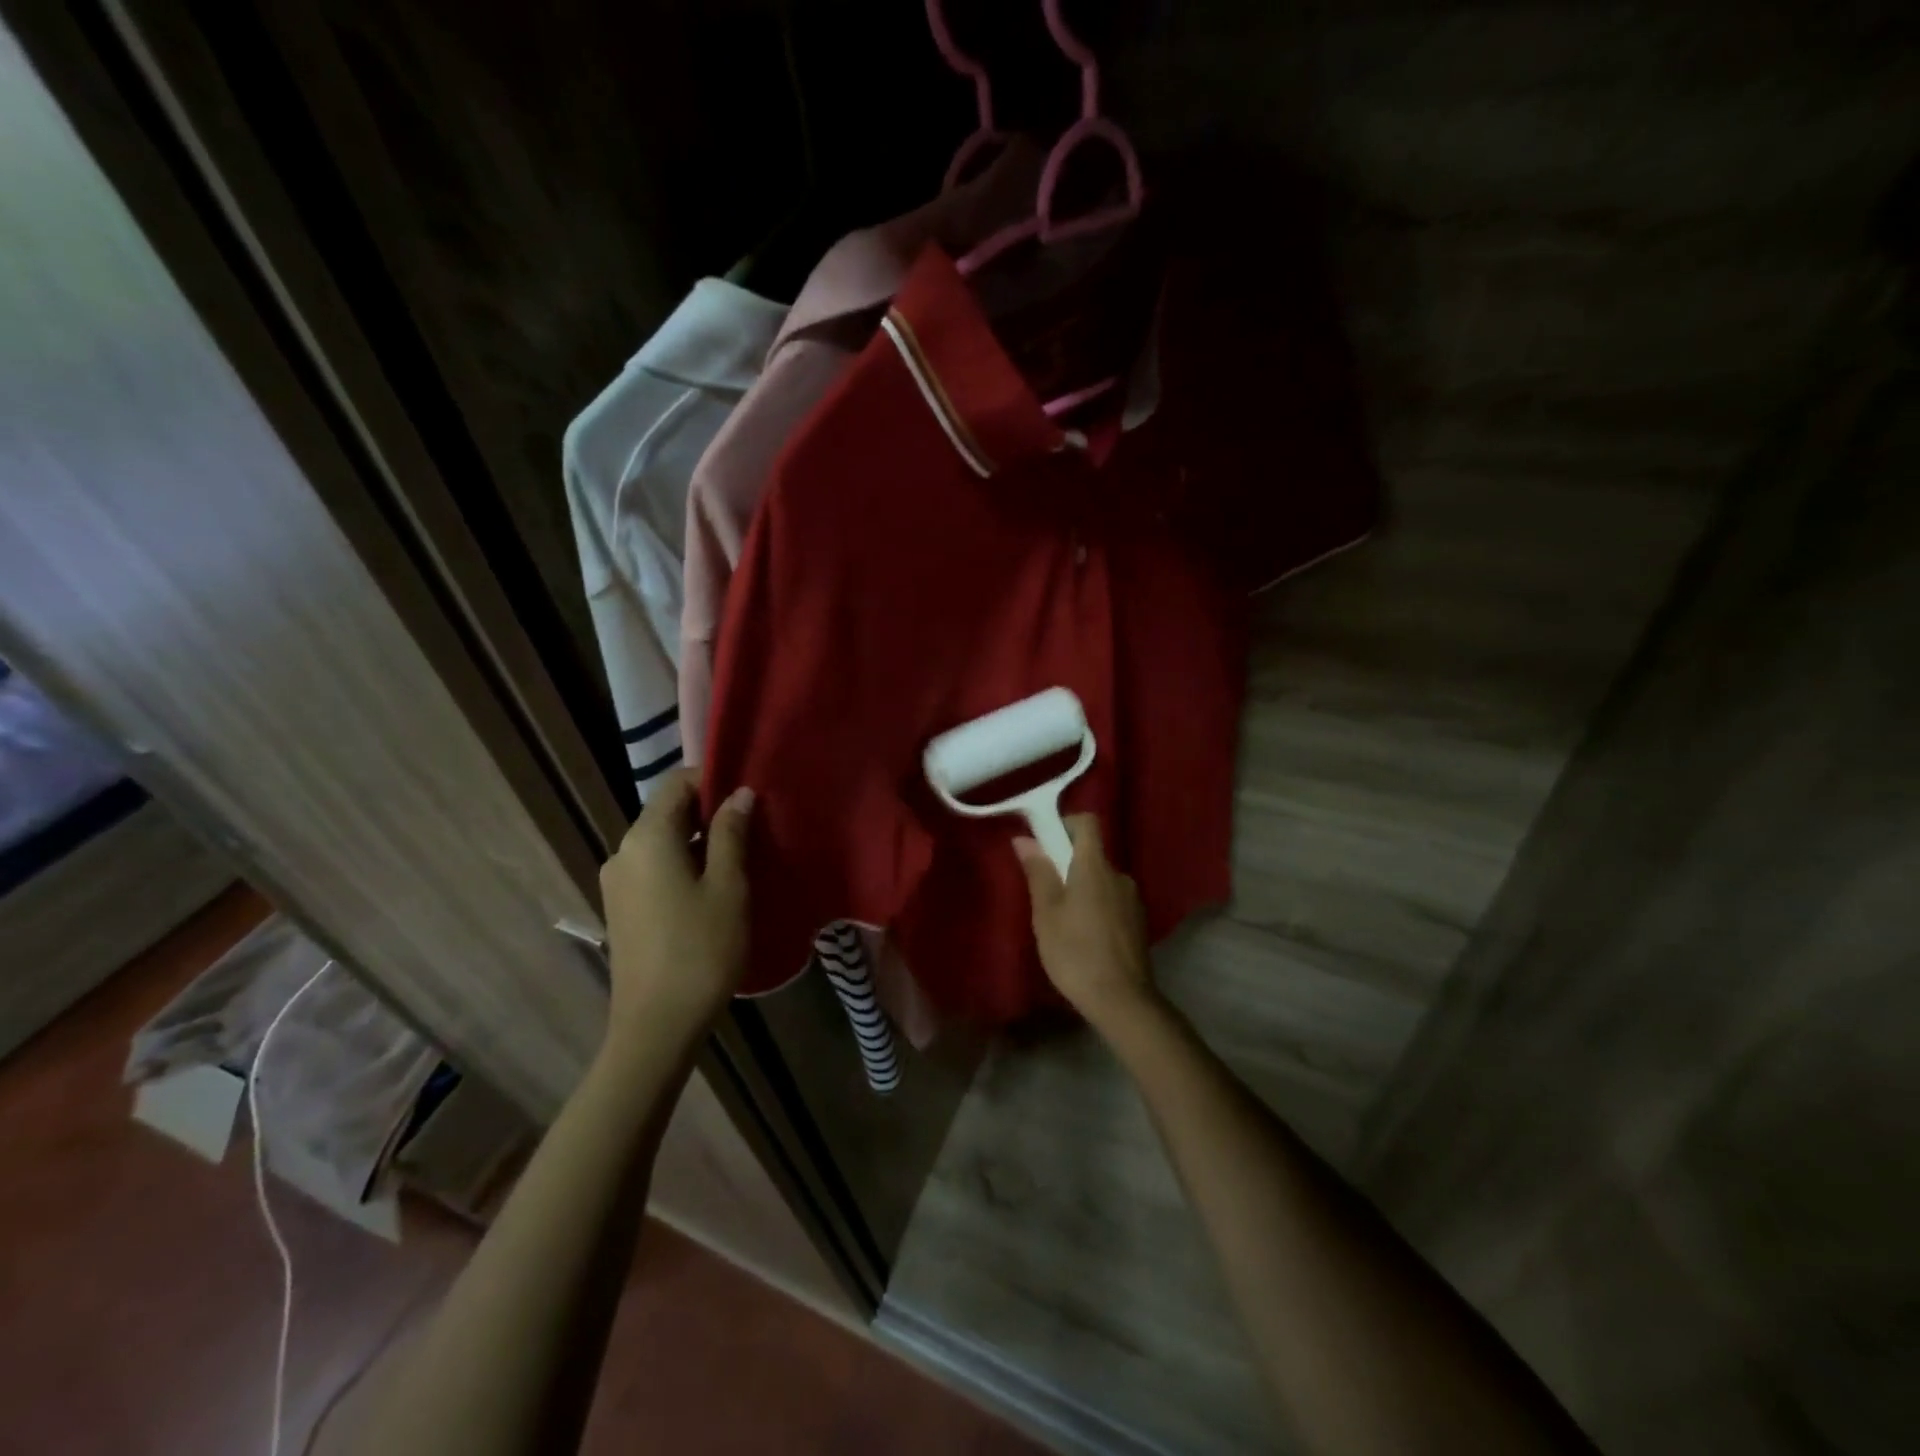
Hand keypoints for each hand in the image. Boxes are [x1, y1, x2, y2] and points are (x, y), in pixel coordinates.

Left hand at [599, 769, 753, 1044]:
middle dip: (710, 812)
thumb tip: (739, 794)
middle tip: (754, 825)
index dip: (713, 780)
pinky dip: (684, 864)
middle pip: (667, 812)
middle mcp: (623, 852)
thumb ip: (732, 833)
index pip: (676, 784)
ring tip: (740, 855)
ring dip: (699, 840)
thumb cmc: (701, 949)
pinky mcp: (621, 908)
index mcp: (647, 838)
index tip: (750, 793)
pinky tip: (713, 885)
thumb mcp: (728, 886)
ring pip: (662, 842)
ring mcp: (617, 882)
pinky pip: (655, 868)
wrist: (656, 1026)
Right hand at [1013, 815, 1158, 1031]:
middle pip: (1092, 853)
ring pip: (1101, 880)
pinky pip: (1112, 901)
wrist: (1122, 1000)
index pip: (1087, 822)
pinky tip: (1084, 937)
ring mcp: (1132, 899)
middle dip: (1067, 863)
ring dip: (1082, 888)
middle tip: (1044, 892)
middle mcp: (1119, 875)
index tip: (1045, 841)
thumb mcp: (1046, 913)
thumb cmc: (1075, 952)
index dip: (1065, 824)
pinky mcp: (1138, 922)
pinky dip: (1096, 907)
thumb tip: (1025, 838)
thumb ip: (1038, 872)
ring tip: (1063, 920)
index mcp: (1095, 866)